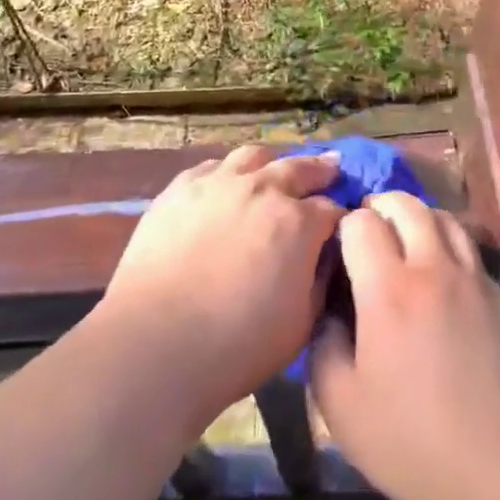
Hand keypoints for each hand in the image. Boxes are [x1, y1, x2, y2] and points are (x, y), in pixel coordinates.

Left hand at [98, 145, 342, 421]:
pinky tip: (224, 183)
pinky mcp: (180, 189)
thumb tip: (325, 257)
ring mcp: (218, 183)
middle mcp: (262, 189)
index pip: (331, 209)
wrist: (158, 340)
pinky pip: (211, 167)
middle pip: (299, 168)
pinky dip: (227, 172)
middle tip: (330, 168)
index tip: (341, 226)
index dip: (340, 218)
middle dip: (319, 170)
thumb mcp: (302, 323)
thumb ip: (320, 281)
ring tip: (274, 169)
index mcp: (298, 223)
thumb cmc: (239, 344)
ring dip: (271, 163)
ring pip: (254, 156)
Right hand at [311, 192, 499, 499]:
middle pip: (408, 205)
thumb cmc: (418, 446)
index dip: (344, 228)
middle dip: (381, 207)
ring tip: (407, 243)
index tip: (338, 252)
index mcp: (389, 289)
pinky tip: (446, 287)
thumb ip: (323, 348)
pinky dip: (451, 251)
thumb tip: (328, 313)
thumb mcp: (343, 410)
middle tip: (370, 228)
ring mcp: (478, 282)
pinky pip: (473, 256)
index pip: (361, 223)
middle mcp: (435, 269)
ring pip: (447, 220)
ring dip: (420, 220)